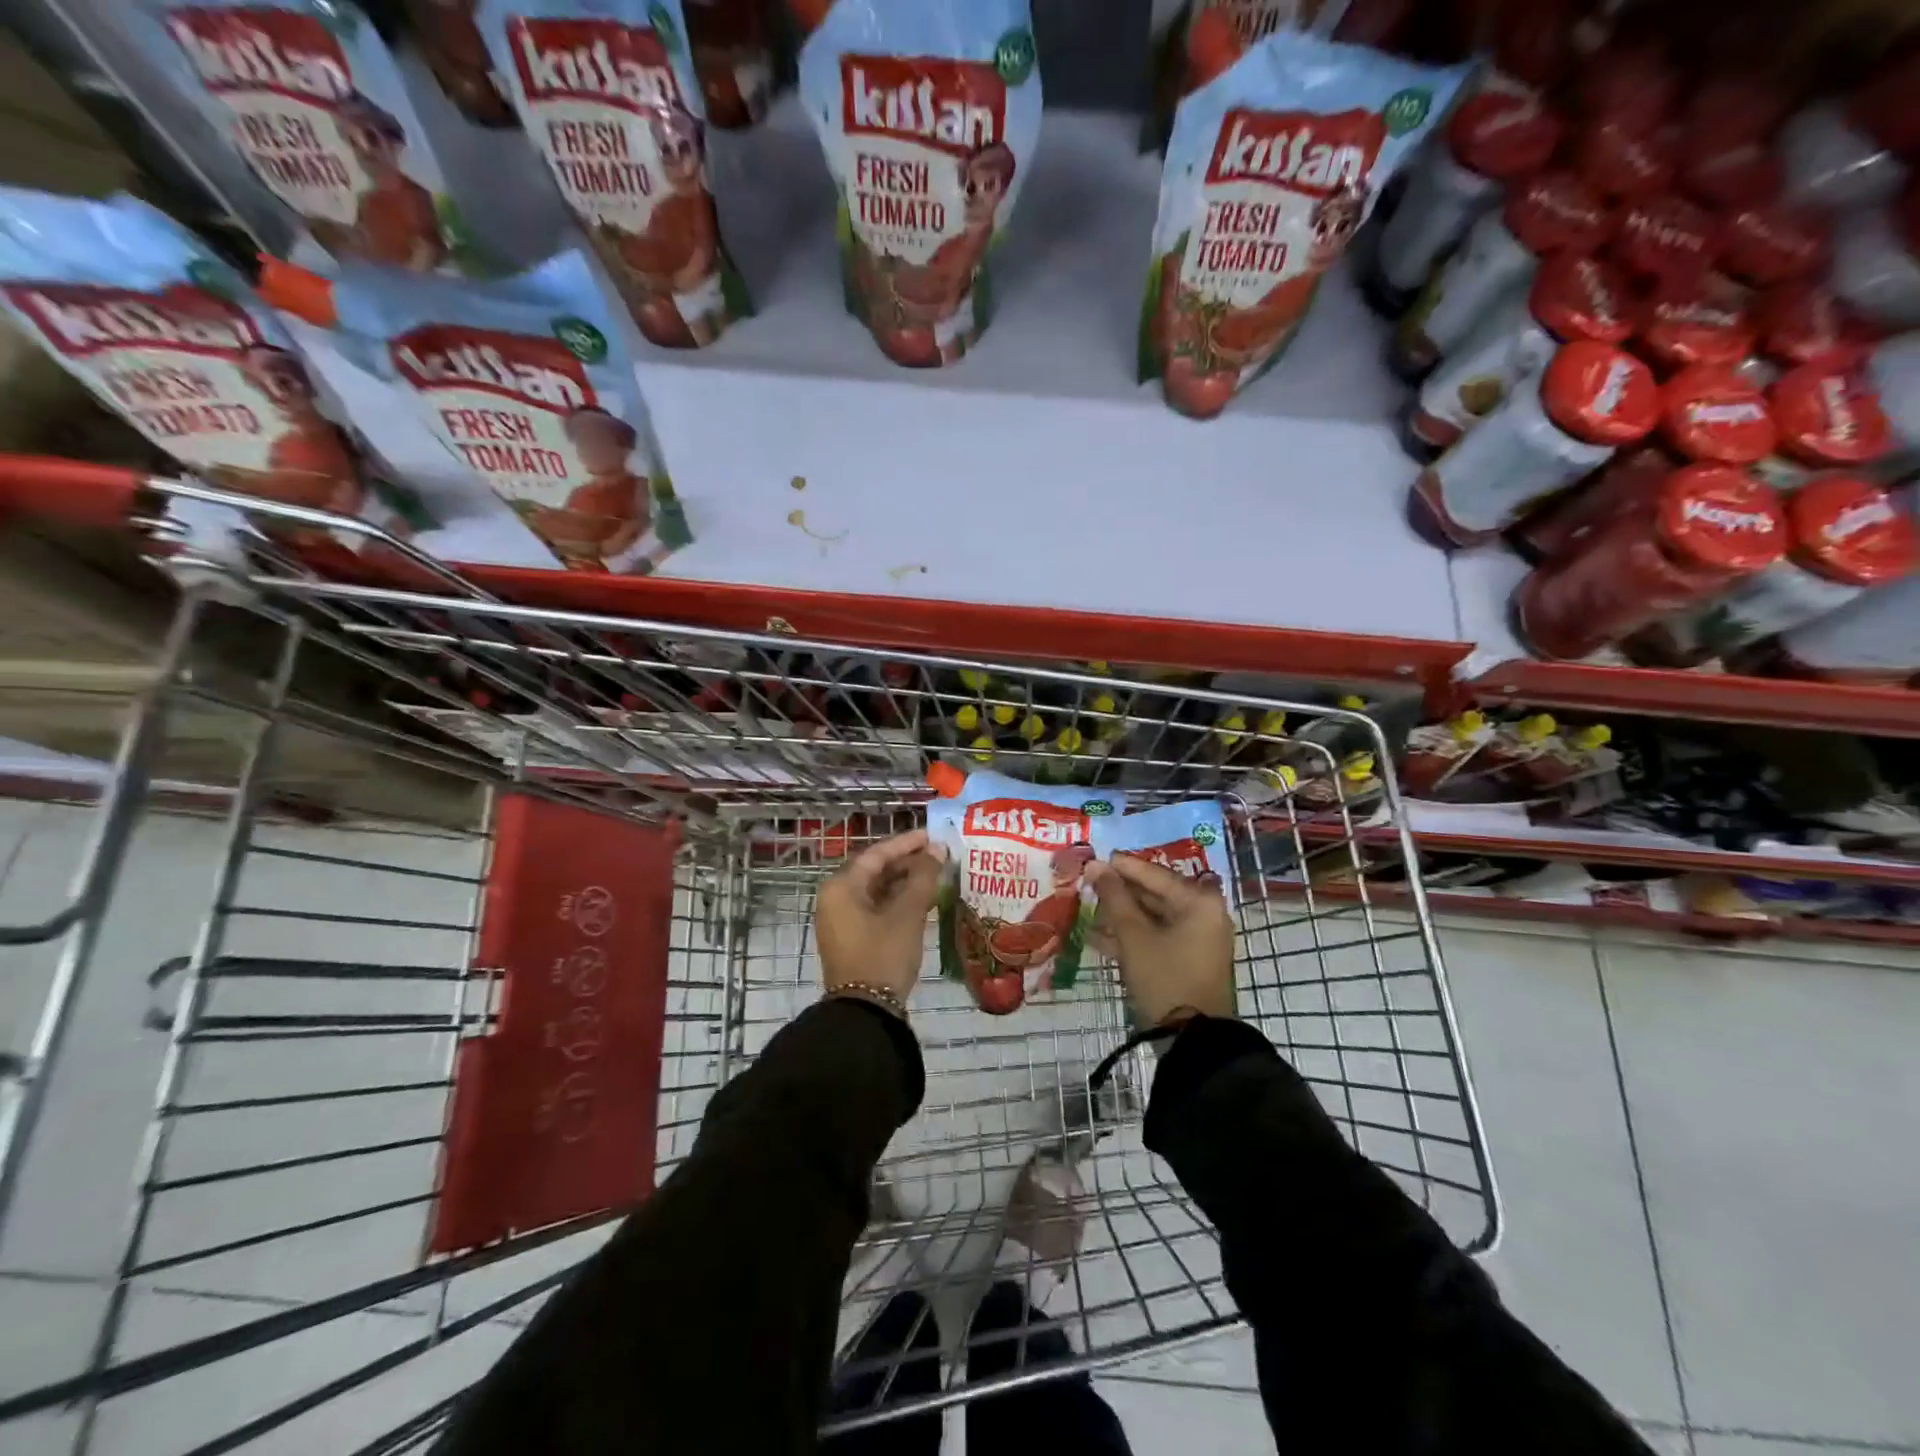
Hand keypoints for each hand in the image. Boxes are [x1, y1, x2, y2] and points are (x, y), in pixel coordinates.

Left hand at [816, 829, 945, 1006]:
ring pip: (877, 890)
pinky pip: (876, 908)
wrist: (866, 1011)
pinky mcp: (852, 937)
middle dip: (908, 862)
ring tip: (937, 875)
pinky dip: (898, 901)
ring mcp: (842, 920)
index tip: (933, 835)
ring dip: (905, 882)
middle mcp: (836, 898)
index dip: (906, 843)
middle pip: (875, 870)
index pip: (876, 854)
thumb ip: (923, 877)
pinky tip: (924, 899)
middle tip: (939, 856)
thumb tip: (938, 850)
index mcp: (841, 887)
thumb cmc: (883, 954)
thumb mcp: (907, 914)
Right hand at [1084, 856, 1234, 1028]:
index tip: (1091, 859)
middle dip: (1118, 894)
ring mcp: (1197, 940)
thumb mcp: (1134, 936)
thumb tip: (1095, 865)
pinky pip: (1156, 938)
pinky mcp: (1188, 961)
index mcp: (1198, 902)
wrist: (1193, 1041)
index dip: (1120, 867)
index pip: (1154, 874)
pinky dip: (1131, 937)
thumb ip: (1114, 897)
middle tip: (1086, 886)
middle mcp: (1203, 915)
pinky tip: (1097, 938)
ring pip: (1153, 918)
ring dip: (1120, 917)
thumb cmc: (1165, 978)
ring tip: (1086, 912)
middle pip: (1154, 895)